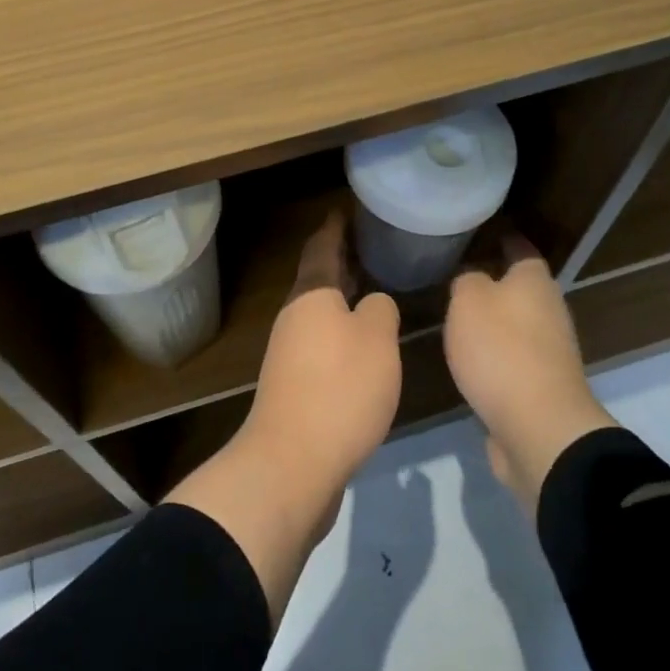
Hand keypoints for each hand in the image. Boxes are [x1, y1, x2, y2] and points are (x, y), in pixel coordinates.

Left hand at [244, 209, 401, 496]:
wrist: (292, 462)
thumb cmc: (339, 388)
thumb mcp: (376, 340)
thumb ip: (379, 310)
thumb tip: (371, 304)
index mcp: (311, 294)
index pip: (322, 246)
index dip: (335, 226)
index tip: (346, 208)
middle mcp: (295, 316)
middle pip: (319, 278)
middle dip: (341, 261)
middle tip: (370, 246)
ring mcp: (289, 352)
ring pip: (319, 312)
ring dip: (342, 299)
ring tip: (372, 291)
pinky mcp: (294, 385)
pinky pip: (321, 343)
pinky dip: (341, 332)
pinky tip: (362, 346)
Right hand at [443, 235, 616, 514]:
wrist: (538, 429)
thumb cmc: (501, 350)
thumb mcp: (468, 300)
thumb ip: (467, 281)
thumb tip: (473, 281)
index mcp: (535, 282)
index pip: (521, 249)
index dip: (505, 239)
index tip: (486, 233)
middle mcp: (549, 311)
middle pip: (523, 288)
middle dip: (498, 281)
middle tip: (462, 276)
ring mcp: (550, 352)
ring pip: (519, 324)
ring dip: (496, 321)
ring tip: (461, 317)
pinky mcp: (543, 387)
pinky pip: (516, 358)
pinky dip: (498, 354)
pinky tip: (473, 358)